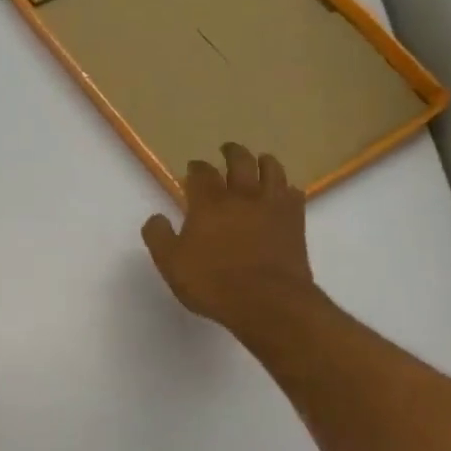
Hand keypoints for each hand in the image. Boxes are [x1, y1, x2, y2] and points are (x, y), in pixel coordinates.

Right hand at [141, 143, 325, 344]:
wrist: (267, 301)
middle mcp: (242, 195)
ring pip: (272, 169)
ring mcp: (273, 206)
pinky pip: (294, 194)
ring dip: (263, 161)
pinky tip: (283, 194)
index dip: (196, 168)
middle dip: (231, 152)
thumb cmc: (212, 283)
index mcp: (209, 202)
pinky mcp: (296, 221)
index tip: (193, 168)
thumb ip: (159, 237)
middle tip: (227, 149)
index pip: (201, 173)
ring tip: (260, 161)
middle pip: (240, 161)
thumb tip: (155, 218)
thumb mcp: (171, 264)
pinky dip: (286, 189)